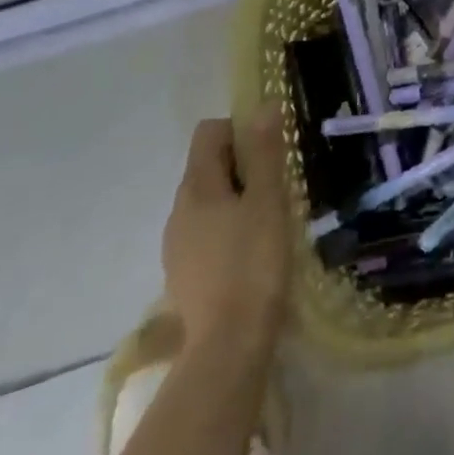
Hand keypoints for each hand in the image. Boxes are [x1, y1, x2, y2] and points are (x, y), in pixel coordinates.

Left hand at [162, 113, 290, 349]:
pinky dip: (227, 228)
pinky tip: (251, 251)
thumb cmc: (253, 262)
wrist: (228, 348)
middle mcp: (178, 210)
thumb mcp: (268, 201)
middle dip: (242, 165)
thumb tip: (263, 106)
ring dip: (236, 198)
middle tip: (277, 185)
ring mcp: (176, 246)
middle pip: (207, 165)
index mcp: (196, 187)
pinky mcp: (184, 275)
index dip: (240, 130)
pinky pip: (205, 231)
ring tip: (269, 218)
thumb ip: (265, 152)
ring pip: (208, 200)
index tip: (270, 151)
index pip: (209, 132)